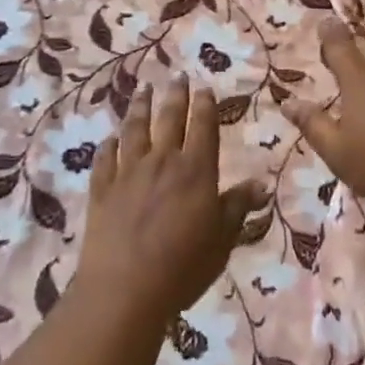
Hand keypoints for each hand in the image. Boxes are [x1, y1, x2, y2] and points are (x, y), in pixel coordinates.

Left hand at [74, 76, 269, 327]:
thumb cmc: (183, 267)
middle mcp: (162, 161)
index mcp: (195, 170)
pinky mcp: (102, 188)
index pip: (203, 127)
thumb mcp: (222, 240)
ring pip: (135, 129)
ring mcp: (128, 171)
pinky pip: (106, 159)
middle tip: (177, 75)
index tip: (204, 88)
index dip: (205, 106)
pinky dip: (109, 145)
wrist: (125, 289)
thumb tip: (262, 183)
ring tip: (143, 89)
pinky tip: (110, 138)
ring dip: (140, 107)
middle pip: (169, 119)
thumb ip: (238, 207)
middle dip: (175, 95)